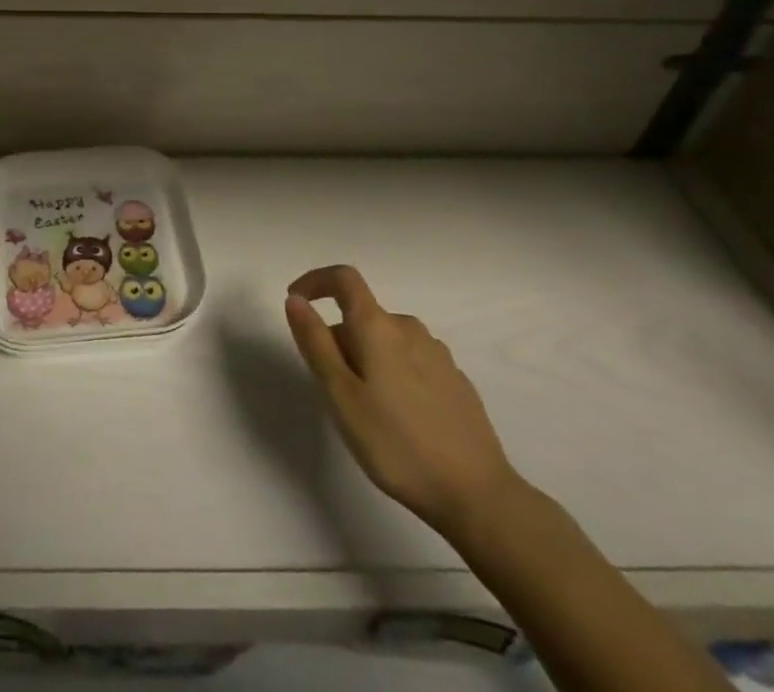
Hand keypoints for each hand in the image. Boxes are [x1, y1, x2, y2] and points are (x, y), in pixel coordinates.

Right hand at [285, 265, 522, 538]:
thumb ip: (316, 344)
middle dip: (339, 340)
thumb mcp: (342, 397)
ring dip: (366, 359)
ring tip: (365, 410)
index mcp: (379, 327)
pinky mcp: (456, 381)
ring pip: (387, 341)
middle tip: (331, 390)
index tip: (296, 302)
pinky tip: (399, 419)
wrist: (478, 495)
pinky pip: (411, 361)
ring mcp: (438, 354)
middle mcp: (410, 328)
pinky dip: (393, 374)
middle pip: (363, 317)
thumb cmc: (398, 445)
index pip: (344, 279)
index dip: (315, 281)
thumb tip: (295, 300)